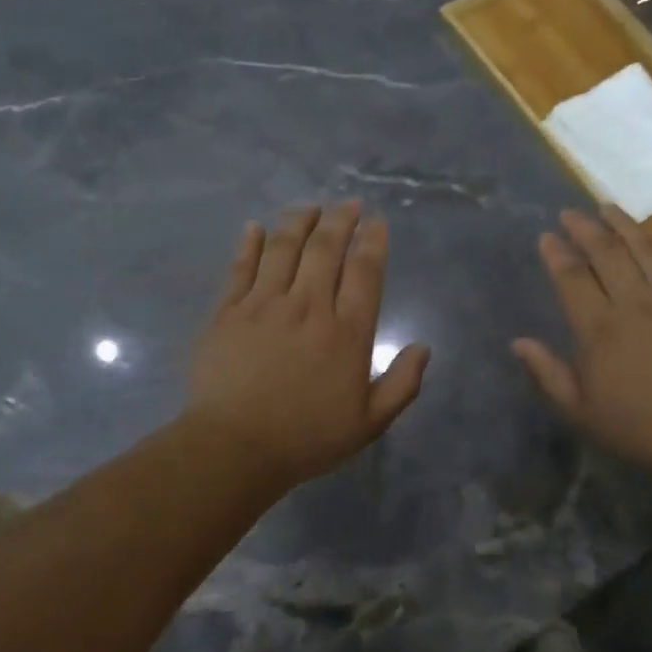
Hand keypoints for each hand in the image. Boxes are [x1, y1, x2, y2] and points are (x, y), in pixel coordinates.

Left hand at [187, 202, 428, 491]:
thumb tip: (423, 348)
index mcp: (347, 333)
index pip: (365, 272)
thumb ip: (402, 384)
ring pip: (283, 247)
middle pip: (326, 249)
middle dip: (340, 219)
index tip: (377, 222)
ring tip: (309, 206)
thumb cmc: (307, 438)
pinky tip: (255, 227)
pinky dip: (250, 243)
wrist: (235, 448)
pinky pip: (240, 267)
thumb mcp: (370, 423)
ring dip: (299, 220)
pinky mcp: (227, 312)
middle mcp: (308, 307)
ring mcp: (264, 305)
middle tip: (348, 203)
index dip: (373, 241)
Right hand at [512, 207, 651, 485]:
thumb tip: (518, 342)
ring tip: (606, 208)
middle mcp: (635, 304)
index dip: (556, 253)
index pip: (572, 278)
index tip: (546, 236)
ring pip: (644, 248)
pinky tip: (651, 233)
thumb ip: (547, 373)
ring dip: (623, 224)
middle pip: (607, 252)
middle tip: (570, 213)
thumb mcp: (580, 411)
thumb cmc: (637, 427)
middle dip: (585, 228)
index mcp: (600, 330)